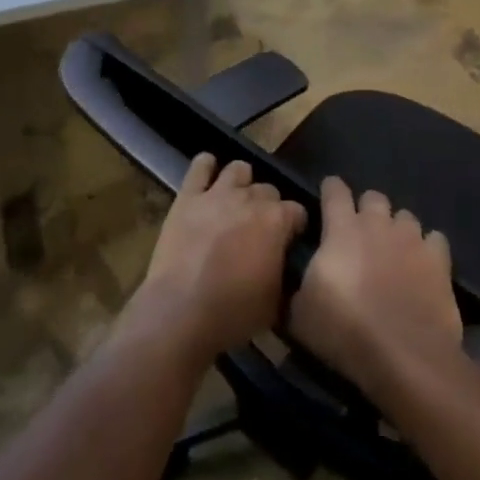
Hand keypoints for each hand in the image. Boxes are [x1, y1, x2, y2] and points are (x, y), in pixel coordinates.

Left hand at [133, 154, 307, 362]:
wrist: (181, 311)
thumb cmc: (234, 313)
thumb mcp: (276, 302)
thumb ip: (284, 272)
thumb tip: (285, 264)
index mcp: (276, 222)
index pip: (297, 211)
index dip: (294, 226)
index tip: (288, 241)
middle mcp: (250, 199)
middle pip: (268, 190)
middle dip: (268, 206)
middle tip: (259, 228)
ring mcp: (217, 193)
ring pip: (239, 169)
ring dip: (242, 183)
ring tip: (236, 201)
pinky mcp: (188, 196)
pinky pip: (200, 166)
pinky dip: (206, 167)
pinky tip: (208, 176)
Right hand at [289, 178, 461, 399]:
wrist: (404, 357)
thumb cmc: (345, 331)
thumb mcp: (300, 315)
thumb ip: (299, 286)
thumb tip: (300, 282)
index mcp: (341, 229)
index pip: (334, 190)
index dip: (330, 189)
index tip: (327, 196)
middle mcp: (378, 224)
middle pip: (373, 197)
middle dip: (366, 209)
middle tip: (360, 233)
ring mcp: (412, 239)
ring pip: (405, 216)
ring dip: (397, 228)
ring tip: (393, 250)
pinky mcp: (440, 261)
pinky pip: (435, 240)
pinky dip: (428, 248)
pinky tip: (423, 265)